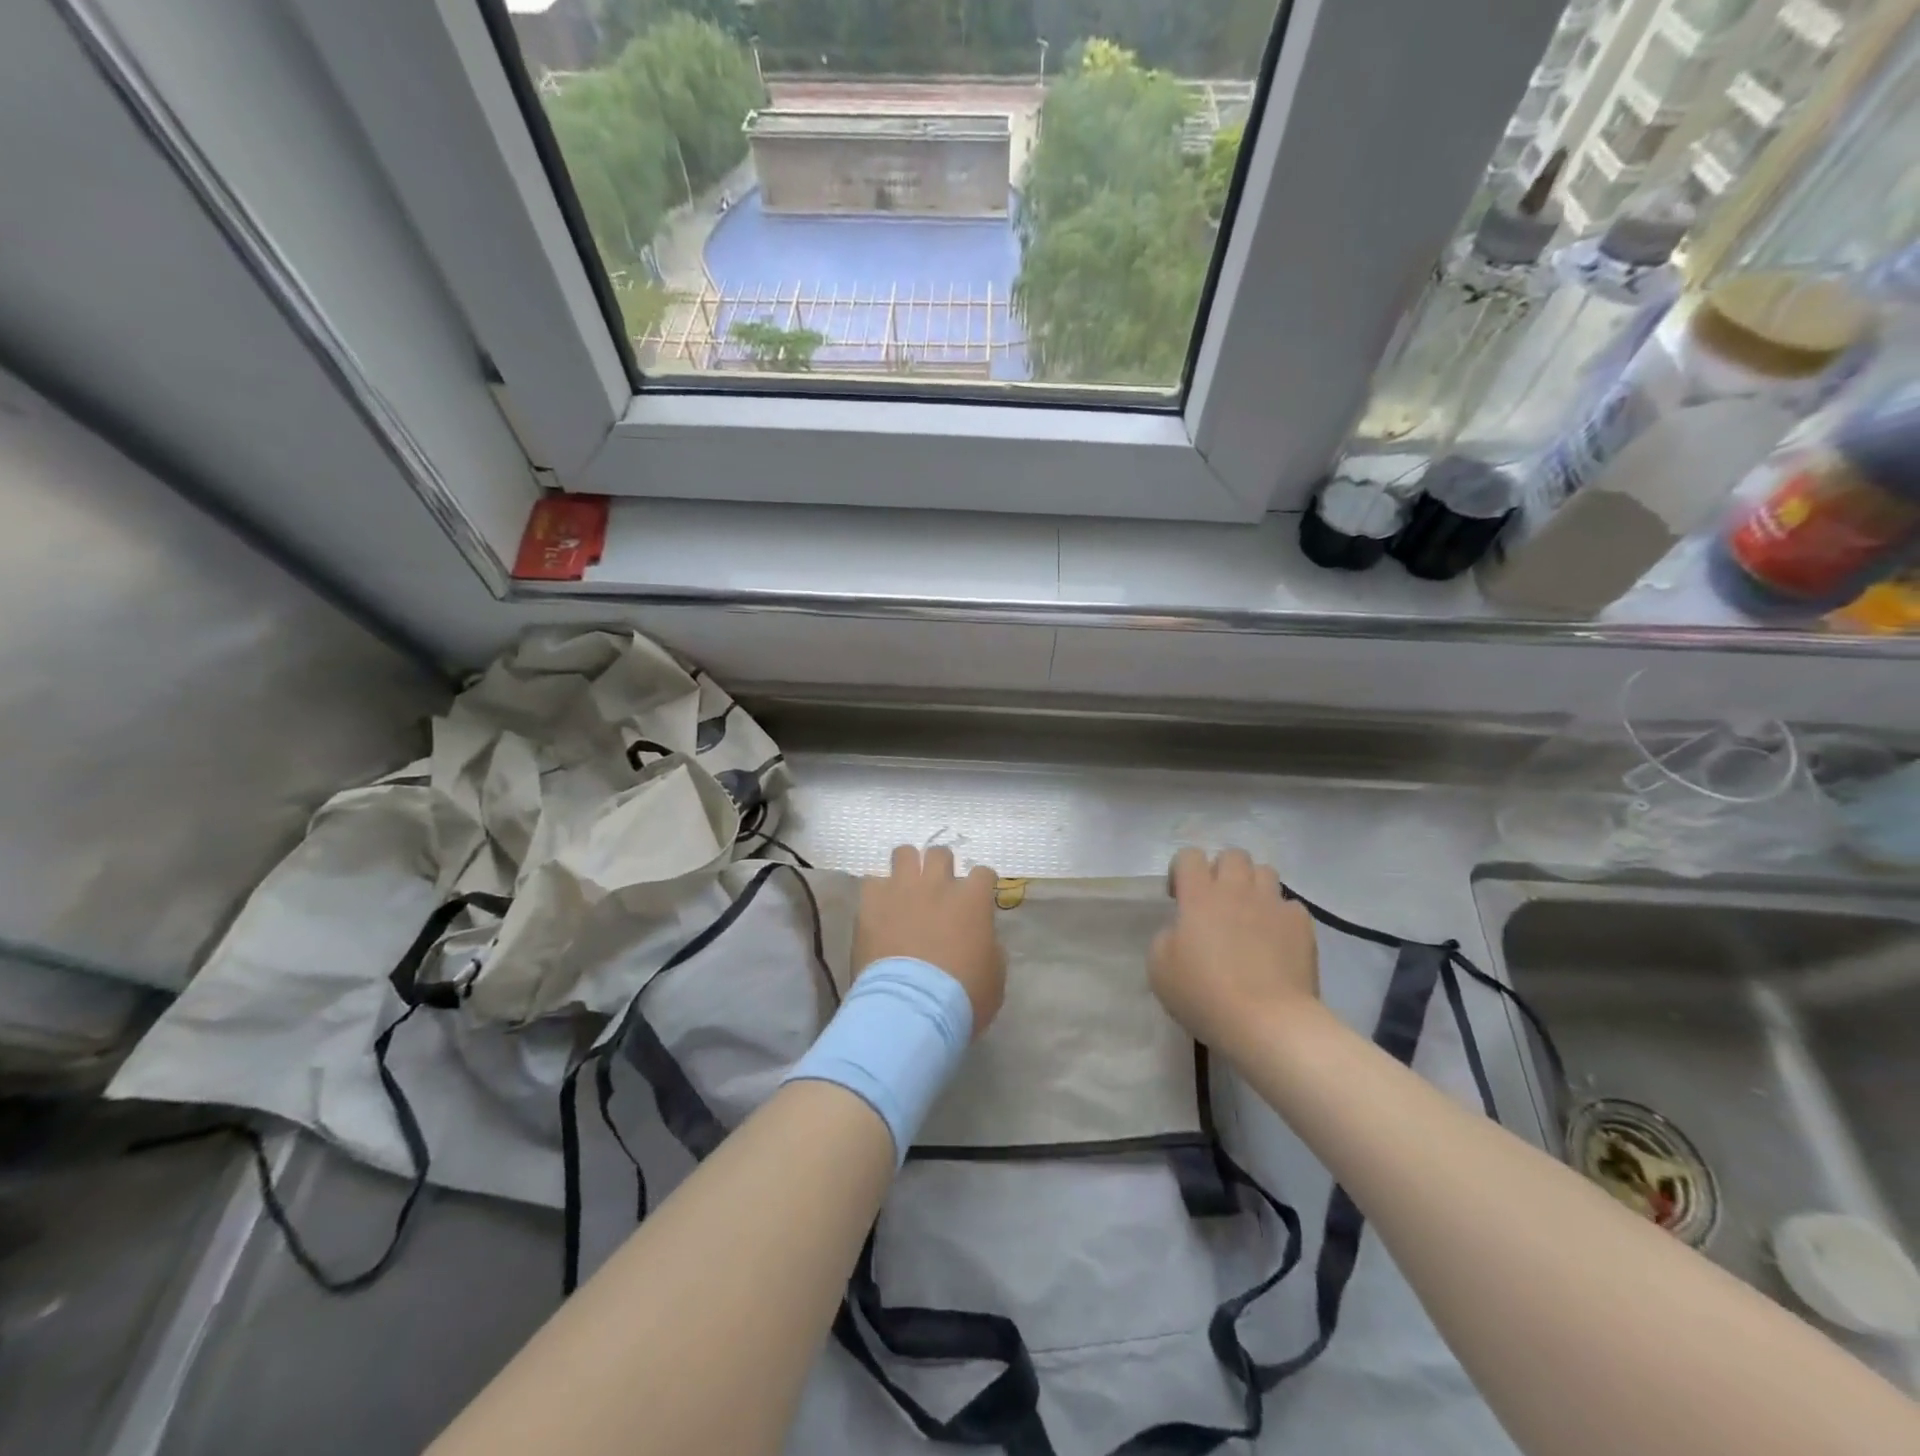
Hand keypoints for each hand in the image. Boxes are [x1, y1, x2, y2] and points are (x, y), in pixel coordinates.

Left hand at [854, 846, 1004, 1037]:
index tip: (976, 899)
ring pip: (903, 853)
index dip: (980, 885)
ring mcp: (902, 888)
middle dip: (940, 868)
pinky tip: (878, 908)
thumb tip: (982, 940)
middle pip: (940, 854)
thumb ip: (990, 946)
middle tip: (937, 891)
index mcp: (972, 899)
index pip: (983, 873)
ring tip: (904, 888)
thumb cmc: (962, 997)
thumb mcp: (994, 975)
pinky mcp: (871, 902)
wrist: (912, 1007)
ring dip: (906, 868)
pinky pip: (872, 881)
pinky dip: (877, 892)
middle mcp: (938, 883)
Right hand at [1150, 847, 1319, 1059]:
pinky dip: (1280, 916)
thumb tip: (1181, 930)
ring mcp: (1273, 904)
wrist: (1268, 1022)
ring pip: (1265, 871)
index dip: (1182, 870)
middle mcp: (1236, 890)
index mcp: (1199, 896)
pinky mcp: (1301, 925)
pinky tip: (1275, 940)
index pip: (1189, 855)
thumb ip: (1166, 937)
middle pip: (1232, 855)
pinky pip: (1290, 905)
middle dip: (1221, 871)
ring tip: (1248, 915)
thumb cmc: (1205, 995)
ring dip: (1253, 886)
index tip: (1179, 899)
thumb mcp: (1159, 968)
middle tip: (1215, 902)